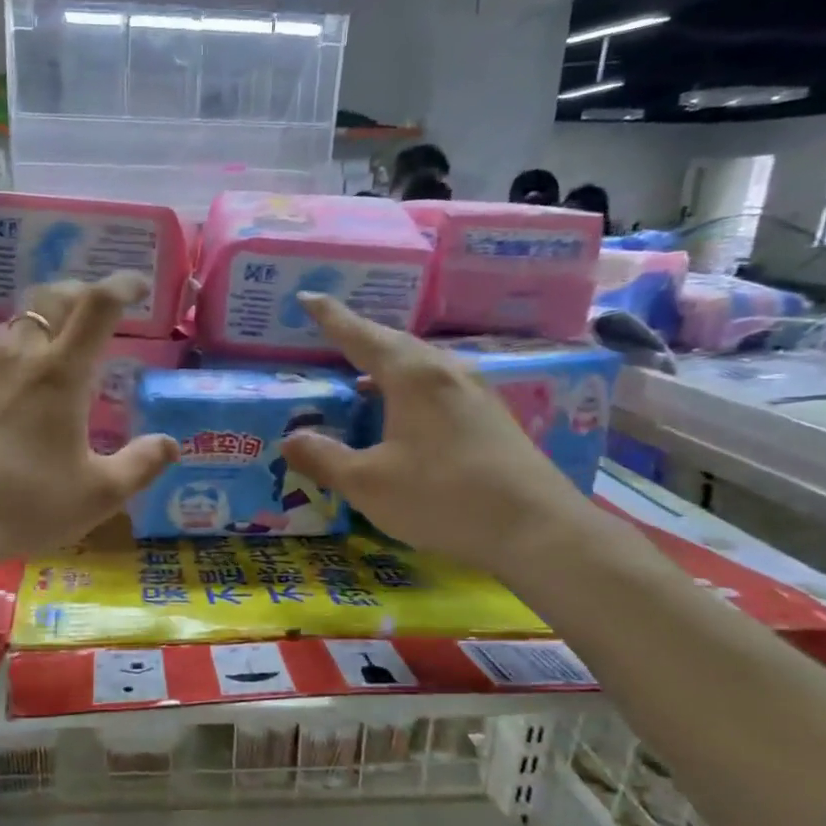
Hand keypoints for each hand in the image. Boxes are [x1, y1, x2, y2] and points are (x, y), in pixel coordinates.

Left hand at [0, 275, 177, 582]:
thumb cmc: (22, 505)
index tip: (135, 286)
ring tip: (45, 360)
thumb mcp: (96, 496)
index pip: (98, 306)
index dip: (121, 286)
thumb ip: (140, 466)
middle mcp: (16, 356)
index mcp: (61, 374)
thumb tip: (170, 444)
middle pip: (50, 299)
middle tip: (92, 311)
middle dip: (77, 294)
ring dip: (36, 332)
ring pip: (10, 329)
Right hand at [278, 294, 598, 576]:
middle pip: (395, 343)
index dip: (331, 317)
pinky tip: (405, 411)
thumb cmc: (442, 496)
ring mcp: (476, 392)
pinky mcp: (492, 417)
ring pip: (421, 364)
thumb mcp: (368, 483)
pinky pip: (439, 385)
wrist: (535, 529)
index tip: (307, 297)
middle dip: (360, 337)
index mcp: (412, 375)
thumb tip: (290, 439)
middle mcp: (446, 372)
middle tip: (331, 334)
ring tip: (362, 376)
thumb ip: (324, 458)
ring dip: (387, 365)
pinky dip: (410, 387)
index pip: (360, 335)